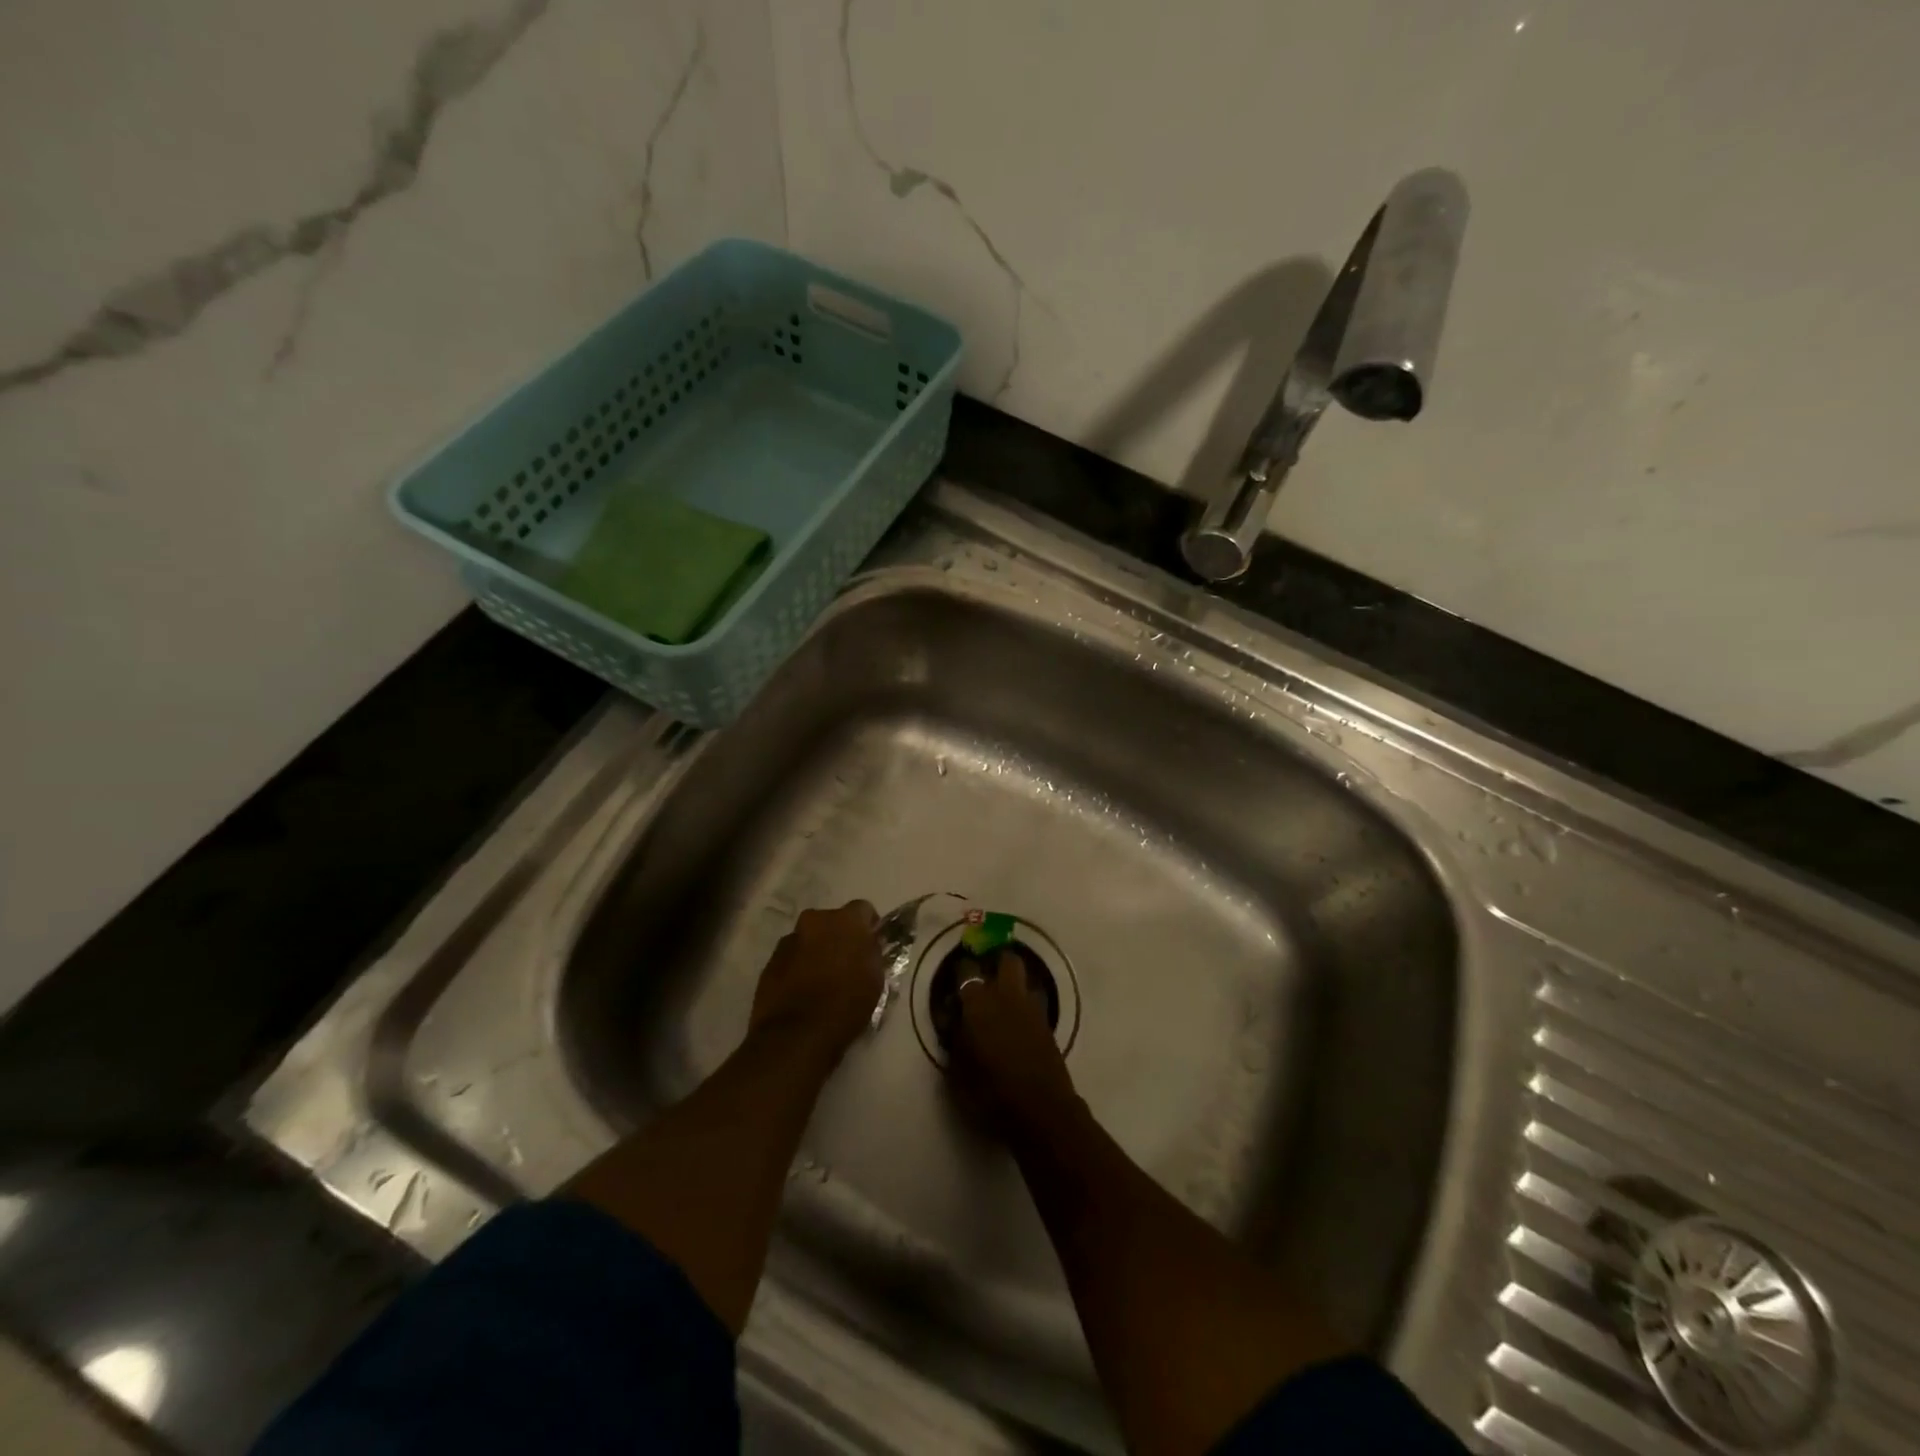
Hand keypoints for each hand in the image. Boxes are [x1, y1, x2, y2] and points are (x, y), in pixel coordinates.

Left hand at [748, 902, 883, 1066]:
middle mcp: (815, 920)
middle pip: (831, 921)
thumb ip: (872, 953)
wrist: (796, 1034)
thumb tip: (867, 945)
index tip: (871, 945)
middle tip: (846, 962)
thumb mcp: (875, 978)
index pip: (863, 909)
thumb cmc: (846, 1004)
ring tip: (821, 980)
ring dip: (816, 951)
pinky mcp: (770, 961)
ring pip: (809, 938)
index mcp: (846, 920)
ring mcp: (789, 940)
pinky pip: (791, 957)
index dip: (868, 926)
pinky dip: (798, 967)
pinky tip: (802, 991)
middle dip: (838, 936)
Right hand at [950, 950, 1078, 1134]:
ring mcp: (1032, 1008)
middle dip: (997, 964)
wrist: (1041, 1109)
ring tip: (1002, 1005)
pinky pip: (1034, 1003)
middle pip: (1007, 961)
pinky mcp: (1048, 1024)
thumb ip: (954, 1039)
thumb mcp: (957, 1070)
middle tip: (985, 980)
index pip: (966, 970)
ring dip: (1014, 986)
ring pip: (1025, 980)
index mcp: (979, 1002)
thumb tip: (952, 1021)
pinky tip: (1016, 1026)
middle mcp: (1008, 996)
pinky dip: (1024, 1008)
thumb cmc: (990, 1091)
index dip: (959, 972)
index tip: (954, 983)